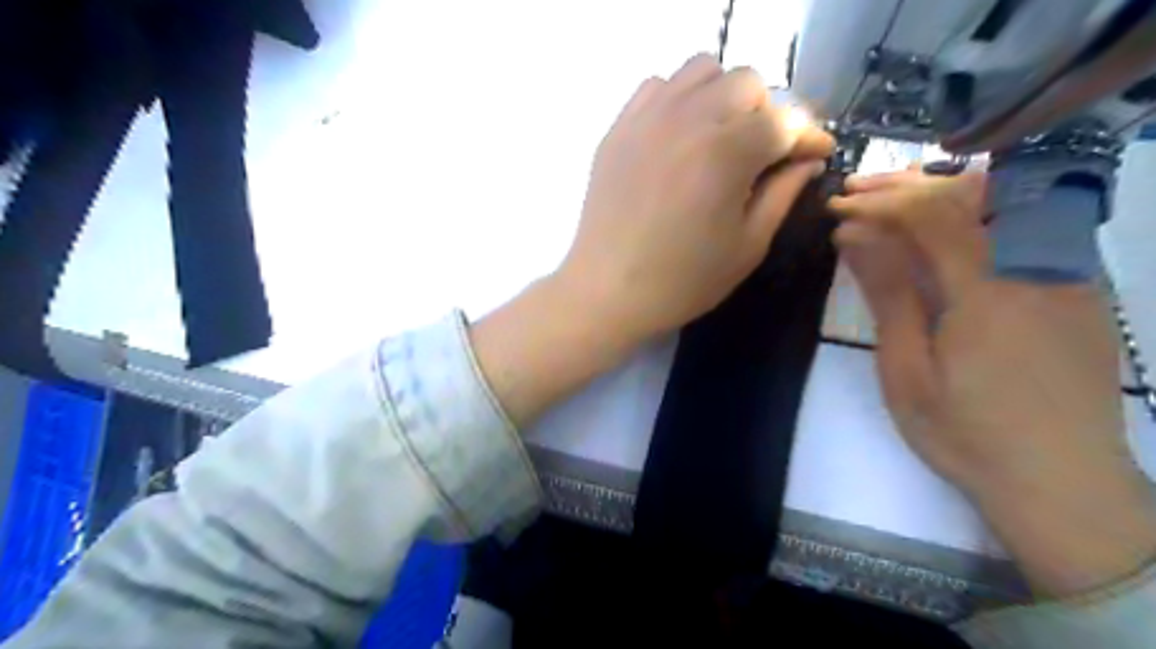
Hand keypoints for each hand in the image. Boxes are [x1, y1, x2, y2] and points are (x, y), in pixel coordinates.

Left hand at [558, 54, 836, 345]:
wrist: (608, 291)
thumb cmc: (683, 281)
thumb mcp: (748, 246)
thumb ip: (784, 194)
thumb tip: (807, 160)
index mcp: (727, 153)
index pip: (786, 120)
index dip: (808, 137)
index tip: (816, 154)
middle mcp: (689, 120)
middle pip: (748, 83)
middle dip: (767, 113)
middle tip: (764, 152)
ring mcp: (648, 118)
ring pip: (702, 71)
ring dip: (724, 96)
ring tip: (722, 136)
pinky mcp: (619, 127)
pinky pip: (658, 86)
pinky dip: (680, 98)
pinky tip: (681, 135)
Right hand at [831, 168, 1155, 597]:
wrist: (1060, 482)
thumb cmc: (965, 432)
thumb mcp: (907, 369)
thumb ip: (887, 294)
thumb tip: (854, 237)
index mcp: (989, 291)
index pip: (931, 214)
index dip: (879, 202)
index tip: (836, 207)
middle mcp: (1038, 266)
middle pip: (971, 195)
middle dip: (906, 187)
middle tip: (855, 193)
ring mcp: (1068, 274)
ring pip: (1003, 202)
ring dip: (941, 193)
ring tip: (891, 201)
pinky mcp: (1080, 288)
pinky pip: (1026, 227)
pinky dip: (976, 214)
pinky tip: (946, 229)